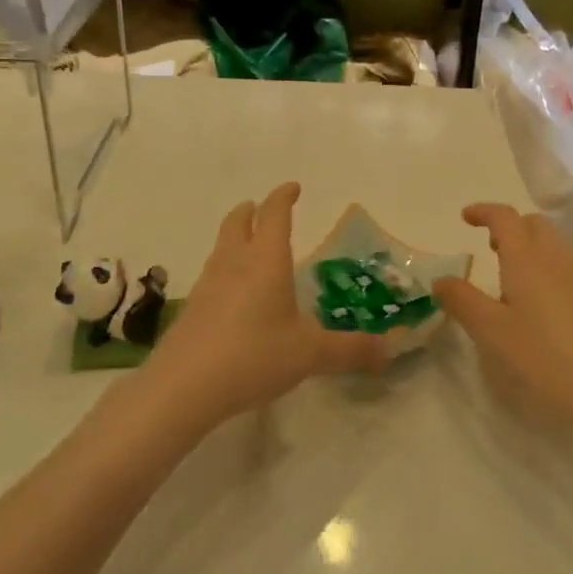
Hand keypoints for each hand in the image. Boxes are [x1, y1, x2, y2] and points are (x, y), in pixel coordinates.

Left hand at [142, 184, 388, 431]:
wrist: (184, 385)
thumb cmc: (254, 355)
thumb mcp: (310, 354)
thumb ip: (350, 349)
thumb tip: (388, 350)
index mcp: (266, 260)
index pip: (274, 214)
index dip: (284, 197)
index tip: (293, 188)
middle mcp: (234, 262)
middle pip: (238, 221)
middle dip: (252, 211)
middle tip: (262, 209)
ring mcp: (208, 283)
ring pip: (221, 246)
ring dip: (235, 237)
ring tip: (249, 248)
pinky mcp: (191, 309)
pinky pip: (212, 275)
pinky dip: (225, 270)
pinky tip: (233, 296)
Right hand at [435, 203, 572, 423]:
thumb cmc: (543, 355)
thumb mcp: (491, 330)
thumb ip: (462, 300)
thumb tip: (440, 279)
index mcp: (526, 257)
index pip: (504, 217)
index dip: (483, 211)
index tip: (465, 217)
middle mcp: (554, 257)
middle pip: (533, 223)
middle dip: (510, 227)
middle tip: (489, 248)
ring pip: (552, 243)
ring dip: (528, 245)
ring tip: (510, 276)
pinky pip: (564, 264)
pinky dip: (545, 266)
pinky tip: (537, 302)